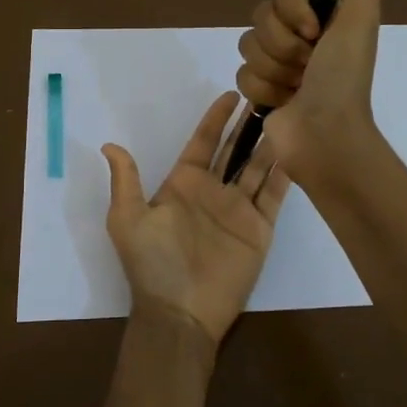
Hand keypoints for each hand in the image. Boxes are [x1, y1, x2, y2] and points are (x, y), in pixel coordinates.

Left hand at [101, 92, 291, 345]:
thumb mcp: (127, 218)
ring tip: (287, 116)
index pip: (203, 142)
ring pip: (257, 167)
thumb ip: (125, 180)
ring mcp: (238, 209)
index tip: (232, 94)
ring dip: (270, 144)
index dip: (216, 118)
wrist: (179, 312)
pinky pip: (274, 195)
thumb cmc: (151, 263)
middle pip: (234, 150)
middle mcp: (213, 191)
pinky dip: (285, 175)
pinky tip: (297, 151)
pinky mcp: (259, 229)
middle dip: (248, 125)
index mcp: (183, 184)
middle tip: (268, 97)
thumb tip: (109, 144)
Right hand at [235, 0, 385, 186]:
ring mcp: (278, 63)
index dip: (293, 8)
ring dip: (274, 70)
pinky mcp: (261, 89)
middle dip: (283, 45)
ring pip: (247, 46)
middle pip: (261, 16)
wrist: (326, 137)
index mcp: (324, 15)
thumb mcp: (362, 22)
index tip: (314, 32)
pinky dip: (263, 90)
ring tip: (297, 88)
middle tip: (308, 65)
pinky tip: (283, 103)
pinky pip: (241, 75)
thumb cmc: (342, 80)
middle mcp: (300, 35)